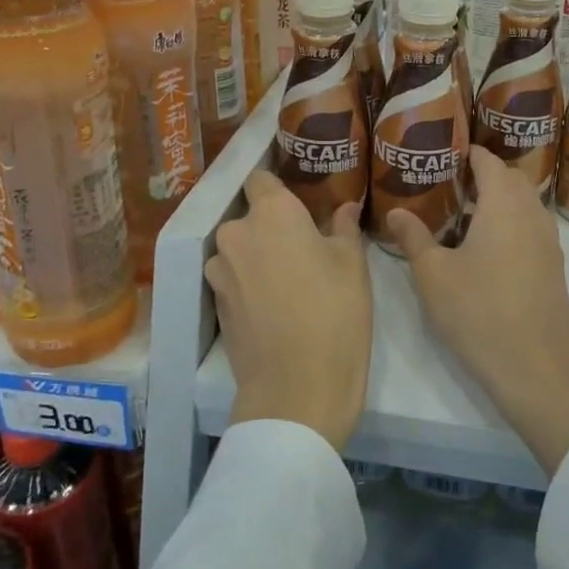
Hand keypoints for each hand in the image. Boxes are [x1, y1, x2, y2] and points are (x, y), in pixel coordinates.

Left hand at [207, 171, 371, 449]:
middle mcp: (237, 233)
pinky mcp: (215, 304)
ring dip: (258, 255)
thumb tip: (346, 207)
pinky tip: (275, 304)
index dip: (278, 185)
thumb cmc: (335, 314)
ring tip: (289, 278)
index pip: (261, 179)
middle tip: (304, 244)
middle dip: (271, 225)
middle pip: (250, 216)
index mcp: (272, 213)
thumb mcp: (353, 266)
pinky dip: (249, 283)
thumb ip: (344, 228)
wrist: (297, 390)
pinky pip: (233, 278)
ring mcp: (220, 271)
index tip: (299, 198)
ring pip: (240, 249)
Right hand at [387, 147, 568, 474]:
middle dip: (483, 174)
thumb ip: (413, 238)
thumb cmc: (479, 313)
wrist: (537, 368)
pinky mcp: (554, 267)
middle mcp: (532, 213)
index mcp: (504, 204)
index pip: (488, 161)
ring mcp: (549, 241)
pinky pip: (531, 227)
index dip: (468, 152)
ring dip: (498, 201)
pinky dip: (510, 223)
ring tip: (462, 215)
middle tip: (448, 183)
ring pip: (524, 204)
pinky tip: (484, 249)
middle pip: (510, 178)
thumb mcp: (433, 275)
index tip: (443, 152)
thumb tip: (395, 212)